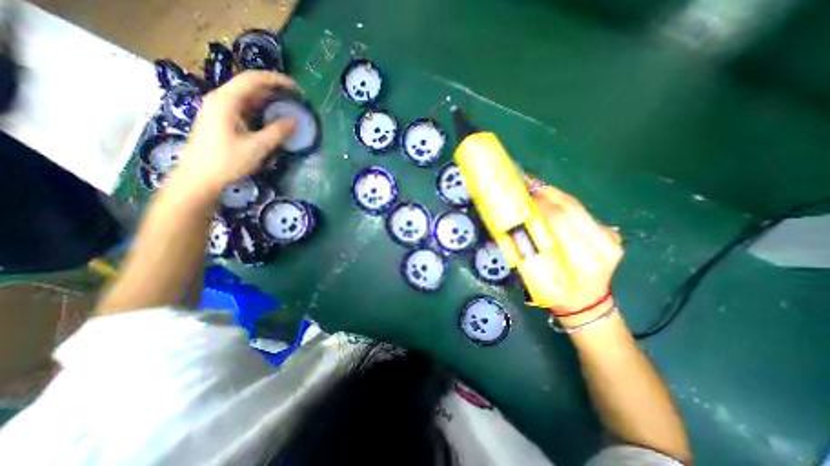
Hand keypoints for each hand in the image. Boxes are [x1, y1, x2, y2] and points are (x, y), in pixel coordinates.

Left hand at [173, 69, 297, 191]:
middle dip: (273, 89)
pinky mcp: (220, 120)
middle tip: (294, 98)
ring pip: (246, 97)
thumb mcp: (257, 147)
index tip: (296, 88)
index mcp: (226, 101)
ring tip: (287, 106)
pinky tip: (271, 117)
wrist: (199, 177)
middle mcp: (220, 99)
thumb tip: (295, 121)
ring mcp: (219, 109)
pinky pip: (243, 108)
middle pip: (249, 86)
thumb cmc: (227, 161)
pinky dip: (259, 109)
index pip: (253, 80)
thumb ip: (277, 132)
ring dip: (267, 99)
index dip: (276, 80)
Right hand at [524, 176, 621, 318]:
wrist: (587, 304)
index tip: (521, 193)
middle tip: (525, 184)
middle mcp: (602, 246)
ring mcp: (611, 238)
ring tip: (535, 187)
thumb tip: (514, 222)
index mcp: (582, 260)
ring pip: (578, 206)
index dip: (540, 203)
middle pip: (571, 208)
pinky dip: (563, 202)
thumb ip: (529, 247)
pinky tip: (550, 199)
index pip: (561, 221)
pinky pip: (582, 211)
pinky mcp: (612, 233)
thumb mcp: (537, 275)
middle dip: (545, 193)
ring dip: (553, 194)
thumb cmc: (555, 293)